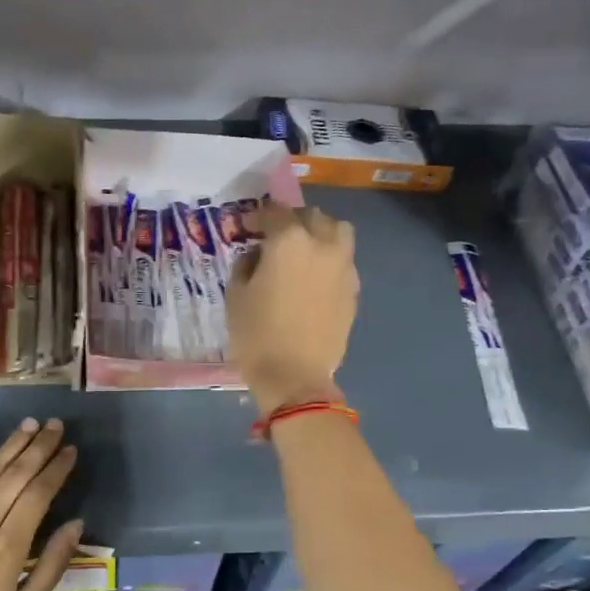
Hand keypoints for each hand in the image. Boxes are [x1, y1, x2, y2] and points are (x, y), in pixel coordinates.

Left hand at [0, 419, 82, 590]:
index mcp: (9, 546)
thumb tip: (76, 524)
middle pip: (16, 475)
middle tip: (55, 424)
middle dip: (39, 447)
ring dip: (9, 446)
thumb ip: (52, 566)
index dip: (57, 469)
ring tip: (28, 425)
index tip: (71, 450)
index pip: (39, 493)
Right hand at [226, 204, 357, 415]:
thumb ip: (247, 264)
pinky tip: (315, 277)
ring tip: (304, 249)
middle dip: (292, 220)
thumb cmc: (257, 335)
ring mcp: (343, 267)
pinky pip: (344, 261)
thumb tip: (258, 255)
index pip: (274, 213)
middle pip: (311, 216)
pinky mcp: (353, 290)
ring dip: (320, 232)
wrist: (295, 377)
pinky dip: (330, 259)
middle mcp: (322, 245)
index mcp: (290, 242)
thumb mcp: (236, 296)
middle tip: (275, 236)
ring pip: (338, 232)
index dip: (258, 217)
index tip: (247, 227)